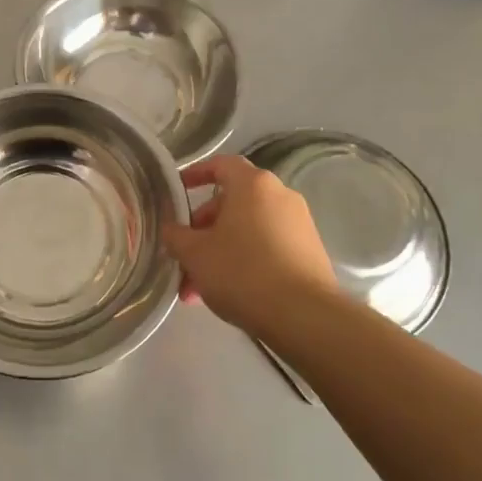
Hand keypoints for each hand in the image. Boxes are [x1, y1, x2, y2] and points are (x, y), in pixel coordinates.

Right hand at [160, 154, 337, 336]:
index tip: (178, 189)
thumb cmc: (242, 272)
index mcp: (253, 185)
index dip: (196, 174)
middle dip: (202, 231)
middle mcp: (280, 196)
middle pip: (232, 203)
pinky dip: (244, 261)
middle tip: (183, 259)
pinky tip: (228, 294)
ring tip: (198, 291)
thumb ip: (176, 236)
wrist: (304, 316)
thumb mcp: (195, 254)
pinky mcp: (309, 252)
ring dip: (219, 252)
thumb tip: (171, 228)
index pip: (221, 164)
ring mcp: (299, 224)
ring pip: (247, 230)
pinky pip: (267, 247)